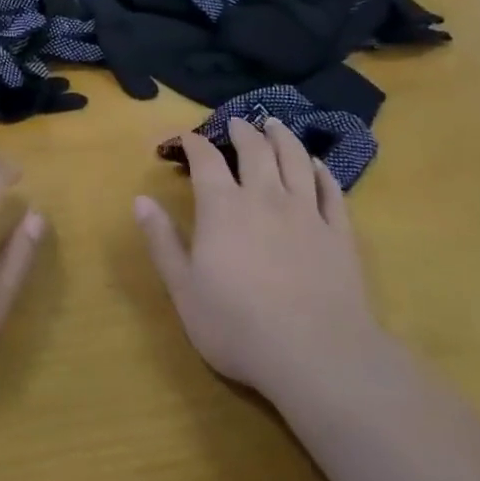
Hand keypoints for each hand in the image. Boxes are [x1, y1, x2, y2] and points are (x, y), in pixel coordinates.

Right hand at [136, 120, 377, 396]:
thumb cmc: (238, 326)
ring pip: (295, 160)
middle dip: (242, 131)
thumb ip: (162, 240)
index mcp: (222, 207)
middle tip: (236, 122)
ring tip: (275, 124)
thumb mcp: (183, 288)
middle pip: (254, 150)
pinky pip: (331, 191)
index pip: (205, 159)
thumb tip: (140, 199)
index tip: (184, 137)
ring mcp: (307, 213)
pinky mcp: (339, 234)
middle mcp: (265, 197)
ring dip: (283, 137)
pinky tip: (318, 164)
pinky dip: (323, 171)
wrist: (318, 357)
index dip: (193, 142)